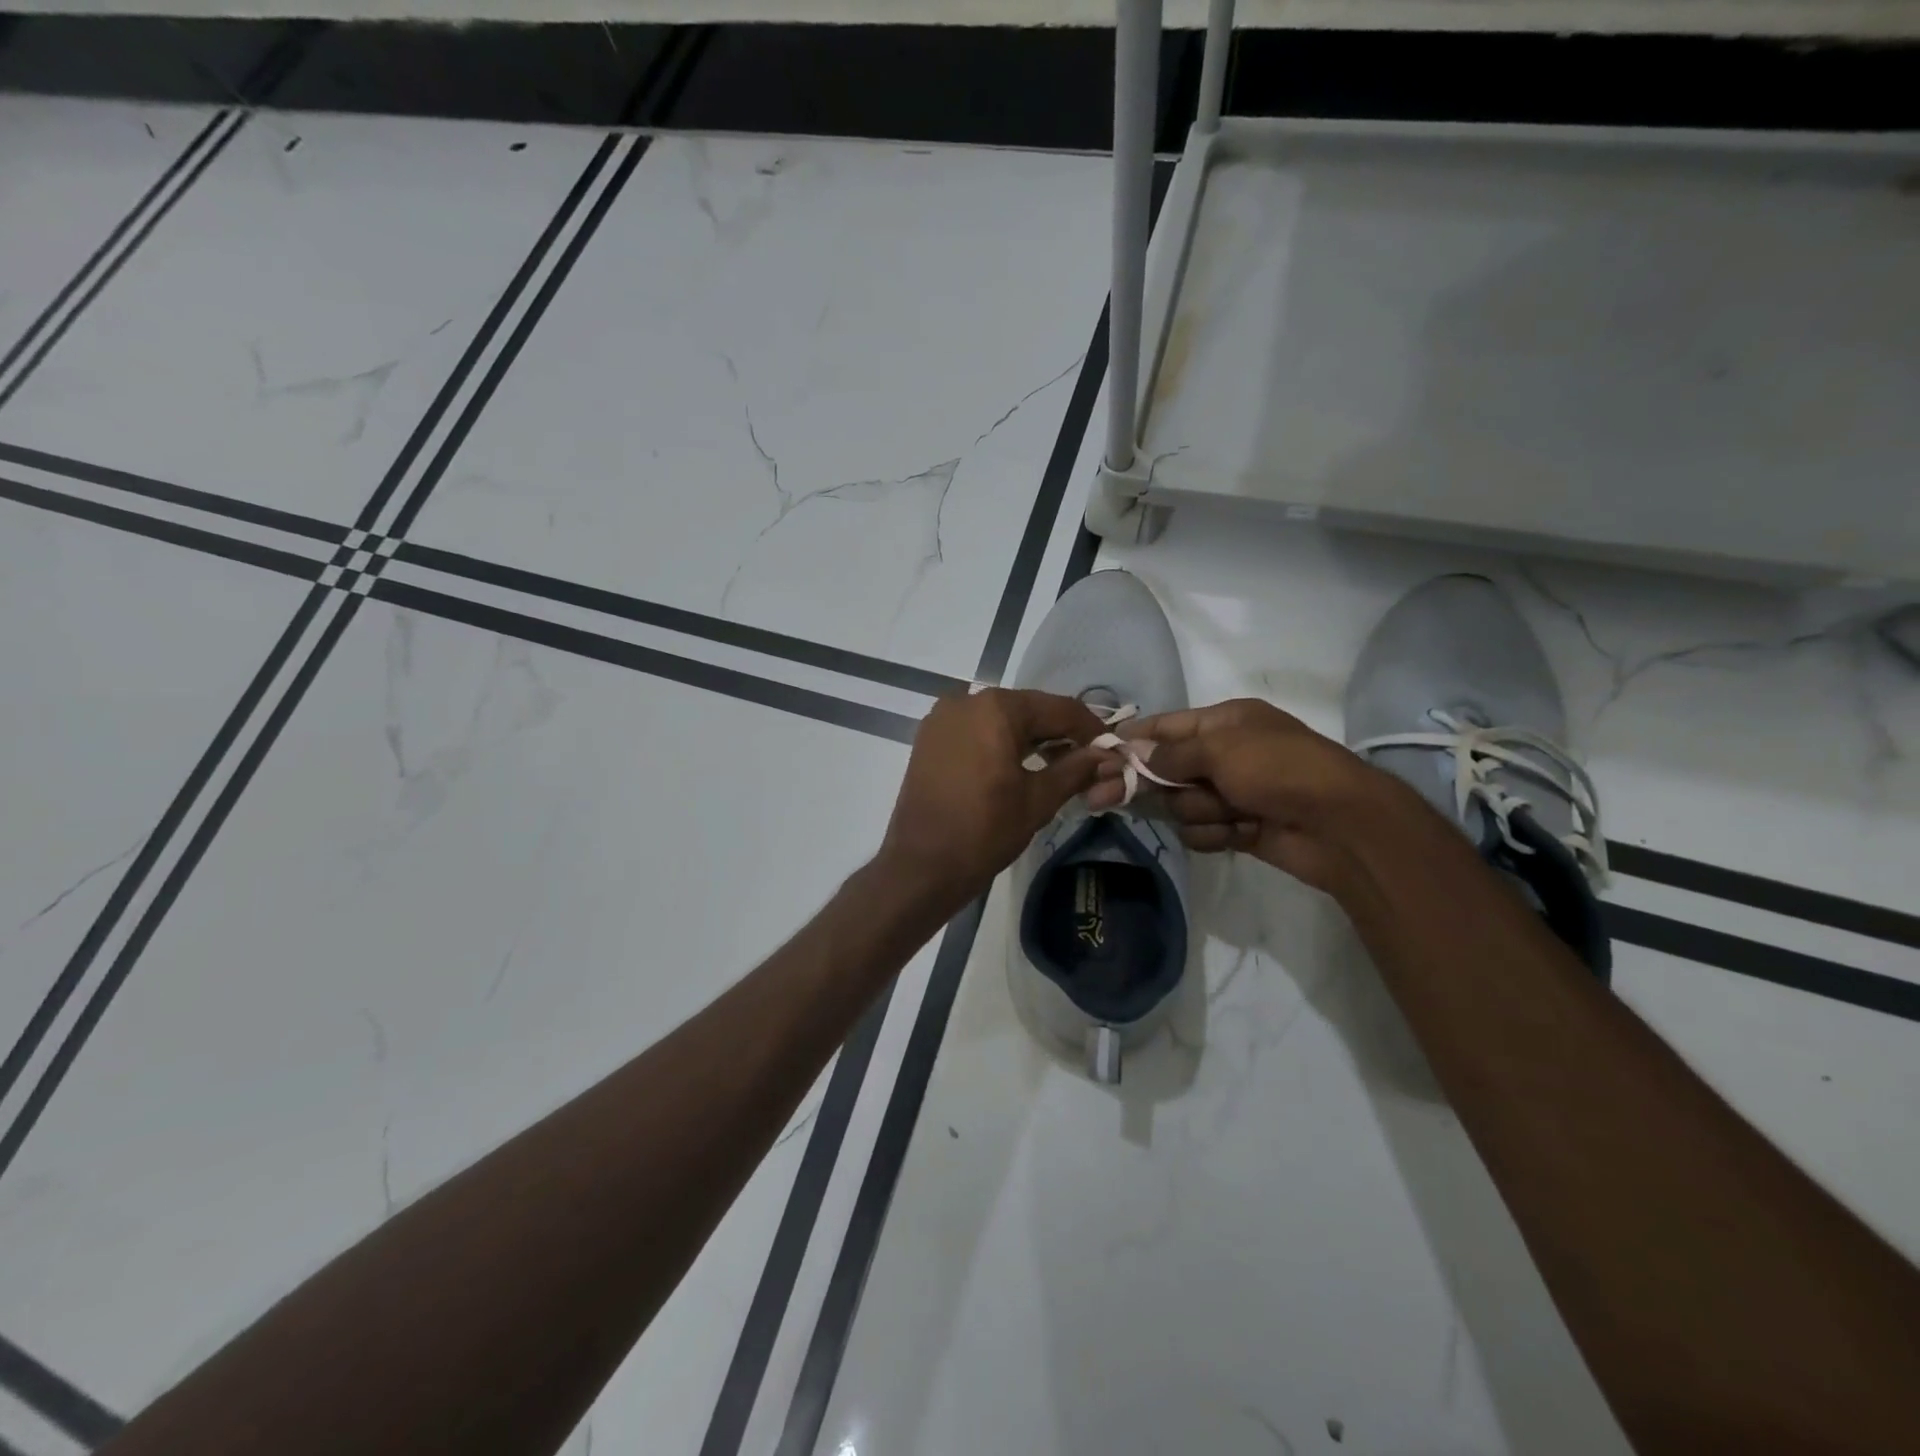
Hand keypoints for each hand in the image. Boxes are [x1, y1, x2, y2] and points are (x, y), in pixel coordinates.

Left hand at [879, 689, 1110, 906]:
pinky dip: (1000, 744)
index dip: (1090, 729)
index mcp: (996, 708)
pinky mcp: (929, 739)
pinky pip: (976, 731)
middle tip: (1087, 762)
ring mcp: (942, 718)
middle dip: (1059, 734)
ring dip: (1031, 739)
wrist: (920, 866)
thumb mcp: (1038, 800)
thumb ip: (1076, 769)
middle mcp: (966, 700)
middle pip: (1028, 710)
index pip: (1058, 708)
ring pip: (1001, 720)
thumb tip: (1108, 756)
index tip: (1112, 750)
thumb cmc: (984, 831)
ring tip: (1058, 767)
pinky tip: (1019, 767)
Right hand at [1086, 698, 1398, 897]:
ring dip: (1200, 811)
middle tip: (1100, 798)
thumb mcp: (1221, 748)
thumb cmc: (1279, 769)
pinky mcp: (1239, 828)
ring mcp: (1233, 793)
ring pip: (1183, 805)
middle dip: (1148, 784)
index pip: (1167, 726)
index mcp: (1226, 722)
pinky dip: (1217, 833)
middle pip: (1167, 769)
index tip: (1100, 753)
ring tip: (1229, 812)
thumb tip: (1136, 752)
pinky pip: (1203, 831)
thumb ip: (1172, 752)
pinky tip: (1238, 832)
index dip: (1134, 739)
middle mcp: (1226, 755)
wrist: (1341, 825)